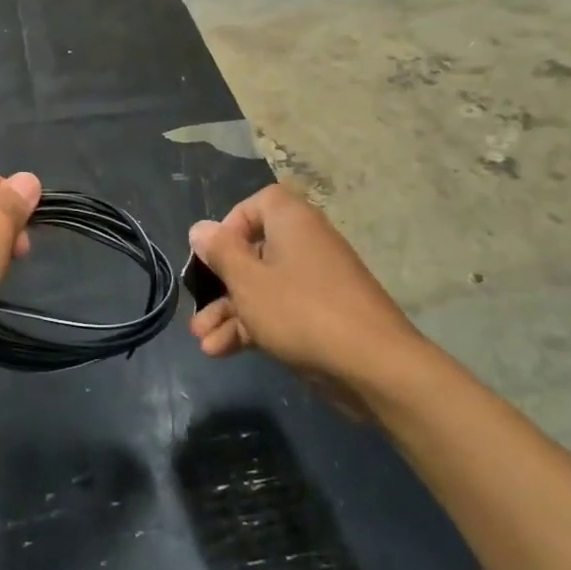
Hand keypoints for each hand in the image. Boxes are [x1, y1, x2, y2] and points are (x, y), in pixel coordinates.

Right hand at [187, 184, 424, 386]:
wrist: (372, 366)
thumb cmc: (300, 311)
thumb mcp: (248, 281)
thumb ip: (221, 253)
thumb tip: (200, 228)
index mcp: (292, 223)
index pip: (259, 204)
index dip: (231, 224)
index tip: (213, 252)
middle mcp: (305, 245)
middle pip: (254, 252)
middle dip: (220, 283)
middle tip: (198, 304)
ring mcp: (315, 284)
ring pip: (262, 288)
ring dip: (229, 312)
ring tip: (201, 339)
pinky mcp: (320, 318)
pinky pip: (278, 312)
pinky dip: (252, 327)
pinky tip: (221, 352)